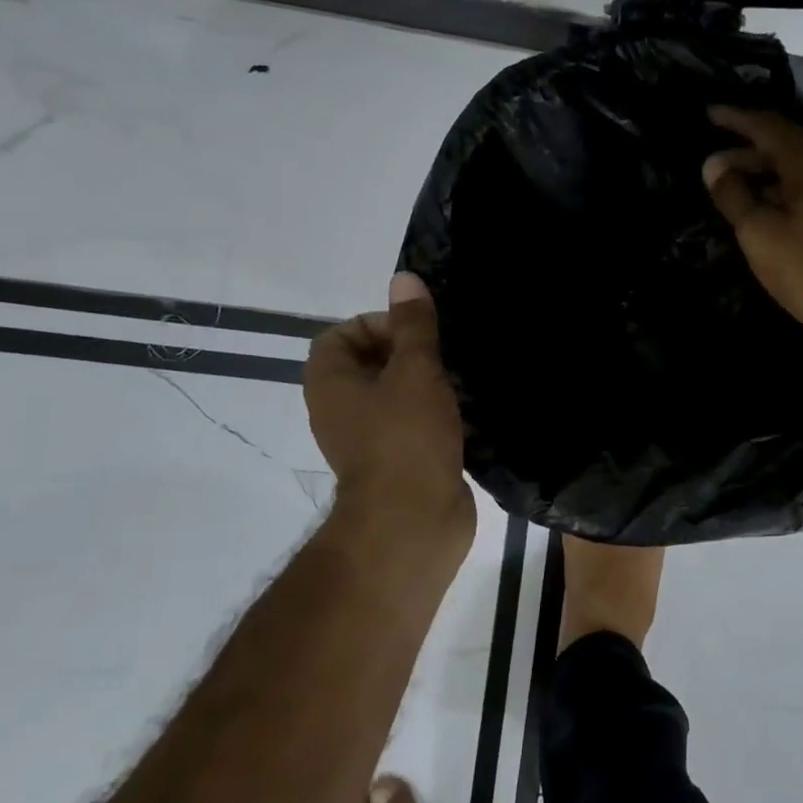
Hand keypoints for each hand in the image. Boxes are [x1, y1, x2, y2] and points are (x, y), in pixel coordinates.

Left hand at [304, 273, 474, 556]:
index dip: (378, 324)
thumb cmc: (406, 439)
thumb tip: (404, 278)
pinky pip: (415, 424)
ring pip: (398, 395)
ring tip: (463, 379)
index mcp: (331, 383)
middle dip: (412, 353)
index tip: (417, 334)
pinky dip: (438, 414)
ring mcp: (370, 439)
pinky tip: (470, 411)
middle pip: (372, 363)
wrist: (413, 523)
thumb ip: (413, 325)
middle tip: (447, 354)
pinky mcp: (399, 462)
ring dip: (429, 384)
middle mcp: (342, 409)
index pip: (341, 334)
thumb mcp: (415, 371)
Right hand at [702, 106, 802, 371]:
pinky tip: (767, 208)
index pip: (769, 125)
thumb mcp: (759, 232)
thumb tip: (714, 164)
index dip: (737, 119)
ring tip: (734, 188)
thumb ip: (733, 194)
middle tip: (713, 164)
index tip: (709, 115)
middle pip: (787, 146)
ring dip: (766, 173)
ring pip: (800, 169)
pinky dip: (784, 190)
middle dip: (748, 150)